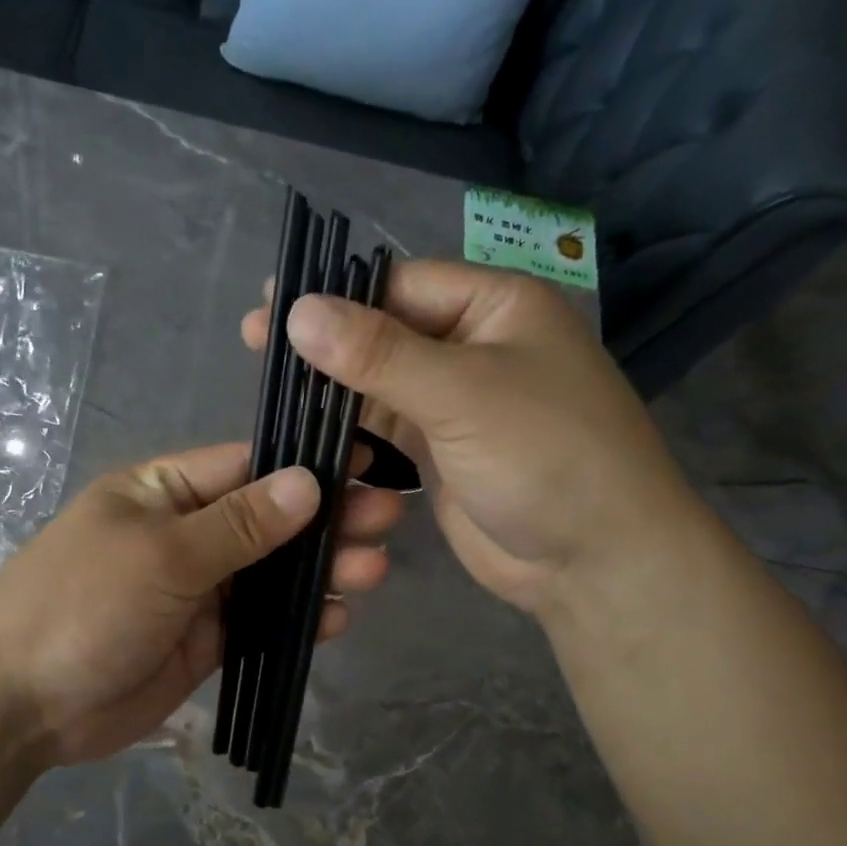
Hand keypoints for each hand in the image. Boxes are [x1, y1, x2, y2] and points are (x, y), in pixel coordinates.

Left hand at [0, 443, 403, 764]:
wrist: (24, 702)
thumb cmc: (83, 604)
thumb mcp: (162, 554)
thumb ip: (240, 523)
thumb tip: (308, 482)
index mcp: (165, 491)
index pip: (248, 464)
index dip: (306, 462)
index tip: (366, 460)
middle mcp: (187, 533)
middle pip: (270, 518)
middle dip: (327, 518)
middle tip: (388, 517)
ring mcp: (198, 589)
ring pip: (273, 572)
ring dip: (320, 569)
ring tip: (373, 569)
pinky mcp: (206, 639)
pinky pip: (261, 621)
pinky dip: (298, 619)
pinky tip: (336, 618)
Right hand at [244, 262, 699, 621]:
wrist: (592, 560)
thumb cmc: (545, 455)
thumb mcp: (462, 393)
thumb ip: (378, 353)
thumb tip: (297, 311)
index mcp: (494, 306)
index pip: (399, 284)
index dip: (333, 296)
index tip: (268, 310)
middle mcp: (473, 346)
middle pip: (384, 332)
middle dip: (325, 342)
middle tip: (254, 346)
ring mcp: (456, 402)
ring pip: (380, 382)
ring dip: (333, 387)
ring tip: (271, 389)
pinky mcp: (440, 452)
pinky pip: (385, 428)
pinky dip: (350, 429)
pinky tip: (307, 429)